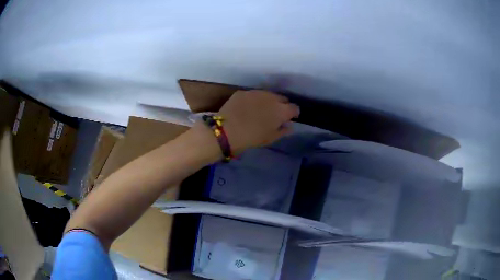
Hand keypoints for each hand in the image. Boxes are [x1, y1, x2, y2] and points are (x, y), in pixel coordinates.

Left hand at [218, 90, 299, 153]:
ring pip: (267, 94)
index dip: (294, 113)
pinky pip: (253, 95)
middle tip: (275, 114)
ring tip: (260, 110)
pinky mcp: (243, 92)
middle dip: (281, 105)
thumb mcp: (270, 138)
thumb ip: (283, 131)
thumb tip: (289, 126)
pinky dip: (253, 100)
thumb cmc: (252, 138)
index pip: (295, 108)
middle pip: (282, 98)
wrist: (227, 130)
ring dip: (268, 101)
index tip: (290, 118)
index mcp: (281, 110)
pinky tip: (247, 108)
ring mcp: (256, 92)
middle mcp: (271, 97)